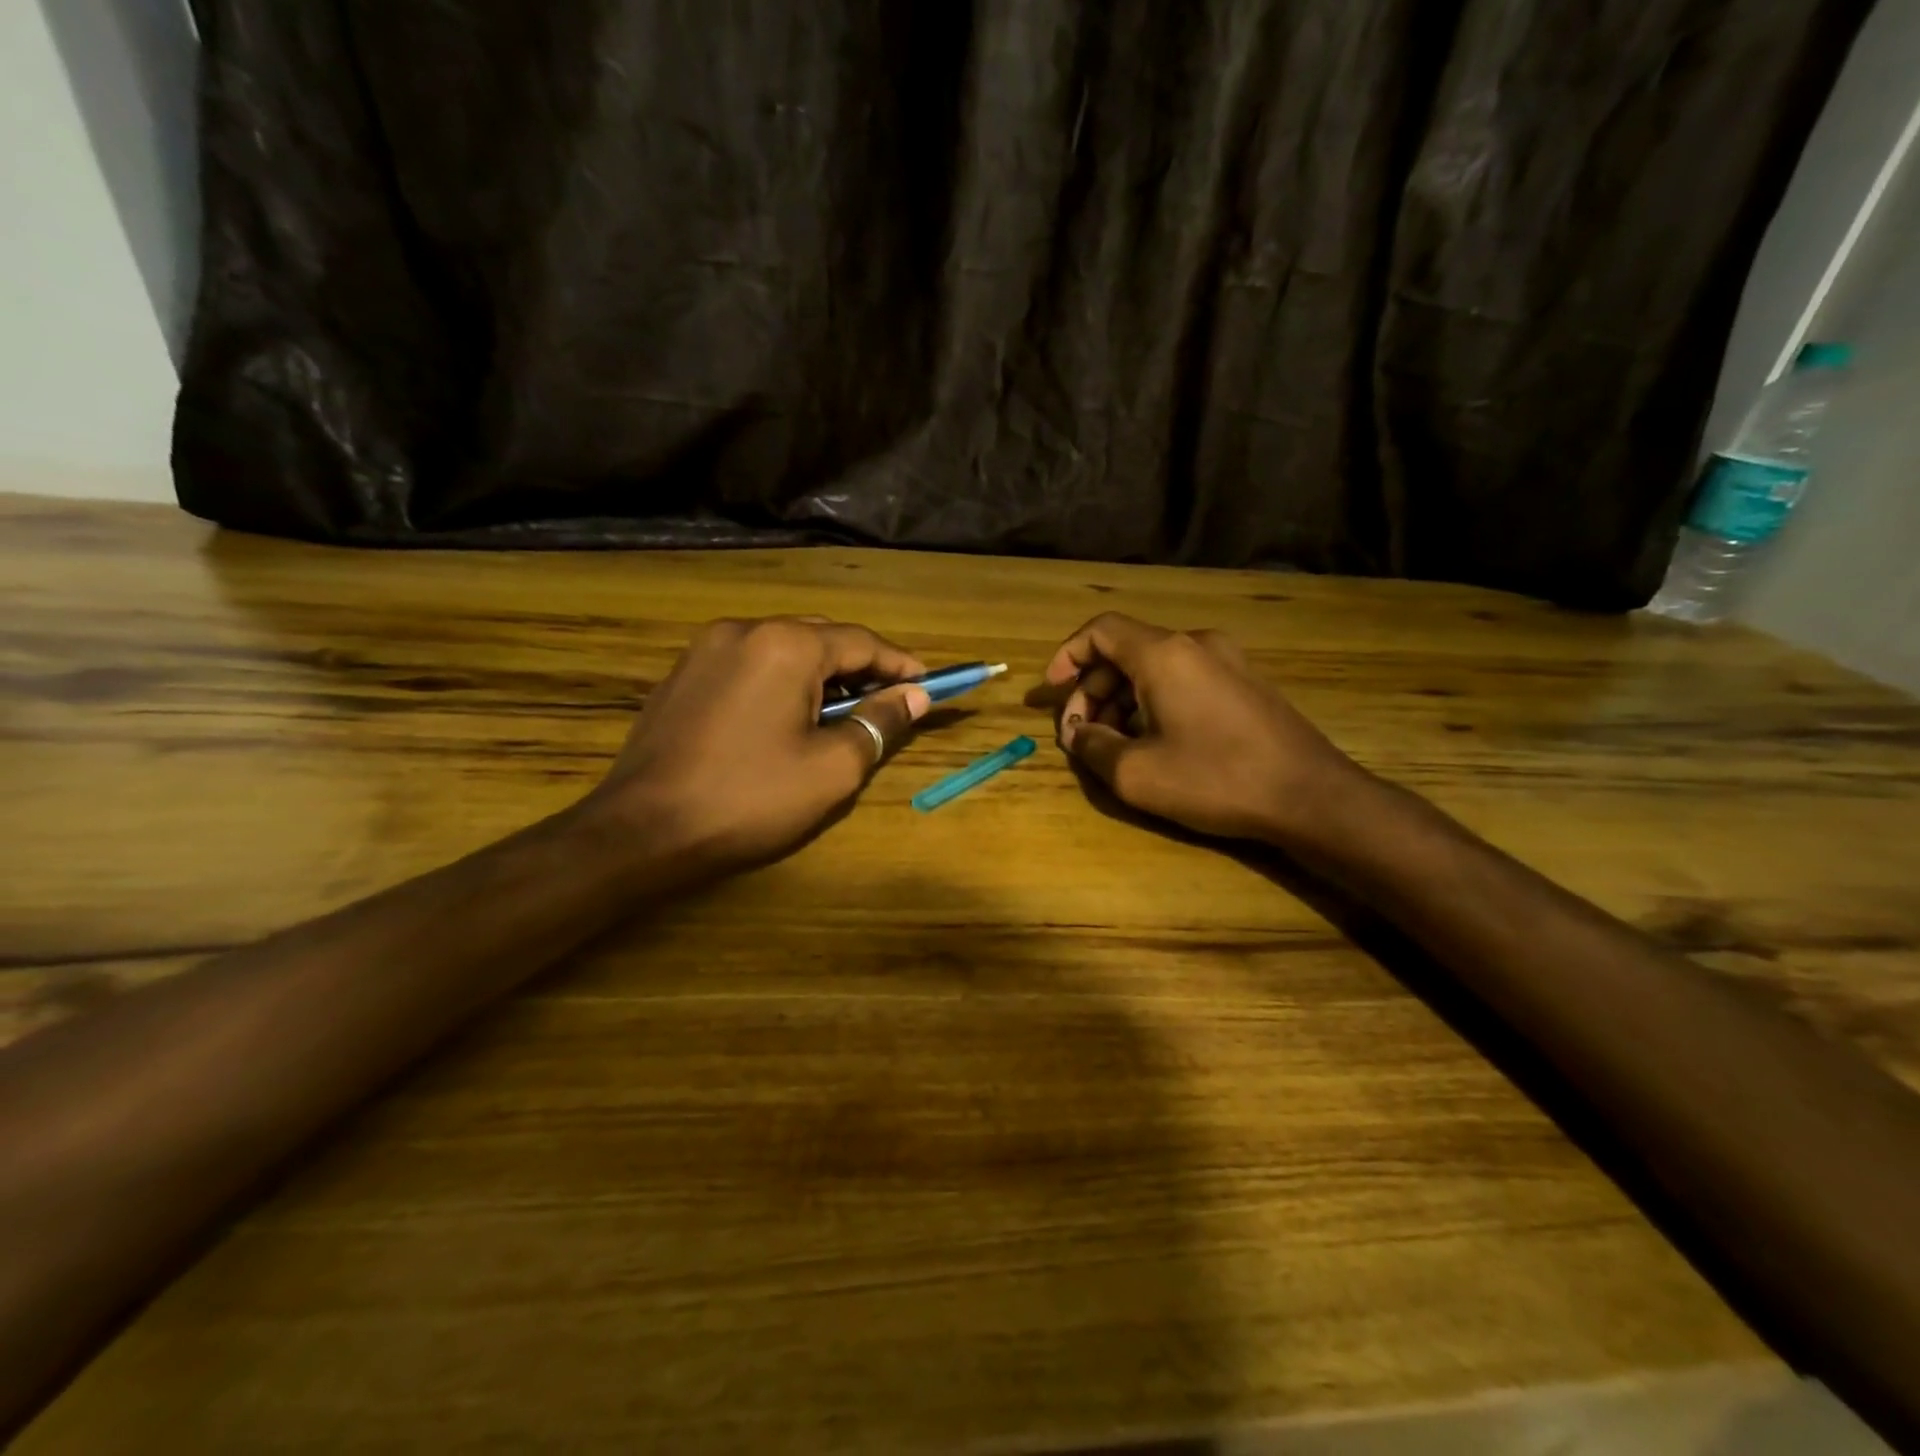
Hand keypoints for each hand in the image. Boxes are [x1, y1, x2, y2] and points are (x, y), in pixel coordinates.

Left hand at [587, 617, 931, 872]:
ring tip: (839, 716)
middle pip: (822, 638)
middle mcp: (744, 629)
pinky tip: (785, 719)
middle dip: (860, 669)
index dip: (901, 665)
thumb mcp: (833, 767)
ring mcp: (705, 649)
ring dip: (820, 675)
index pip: (862, 642)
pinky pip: (748, 664)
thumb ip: (879, 723)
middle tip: (887, 704)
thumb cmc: (749, 799)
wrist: (642, 831)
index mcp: (786, 645)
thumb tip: (915, 697)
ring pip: (783, 649)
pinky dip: (780, 682)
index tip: (929, 687)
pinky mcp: (682, 675)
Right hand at [1044, 613, 1364, 844]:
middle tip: (1080, 733)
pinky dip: (1154, 703)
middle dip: (1092, 690)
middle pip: (1125, 652)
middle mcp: (1196, 645)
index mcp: (1164, 654)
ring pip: (1154, 668)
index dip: (1067, 656)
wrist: (1311, 796)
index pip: (1100, 630)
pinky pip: (1184, 681)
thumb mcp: (1136, 773)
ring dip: (1122, 700)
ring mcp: (1227, 661)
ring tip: (1113, 745)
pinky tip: (1155, 743)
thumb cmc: (1216, 779)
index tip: (1051, 691)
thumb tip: (1077, 735)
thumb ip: (1092, 747)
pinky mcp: (1246, 684)